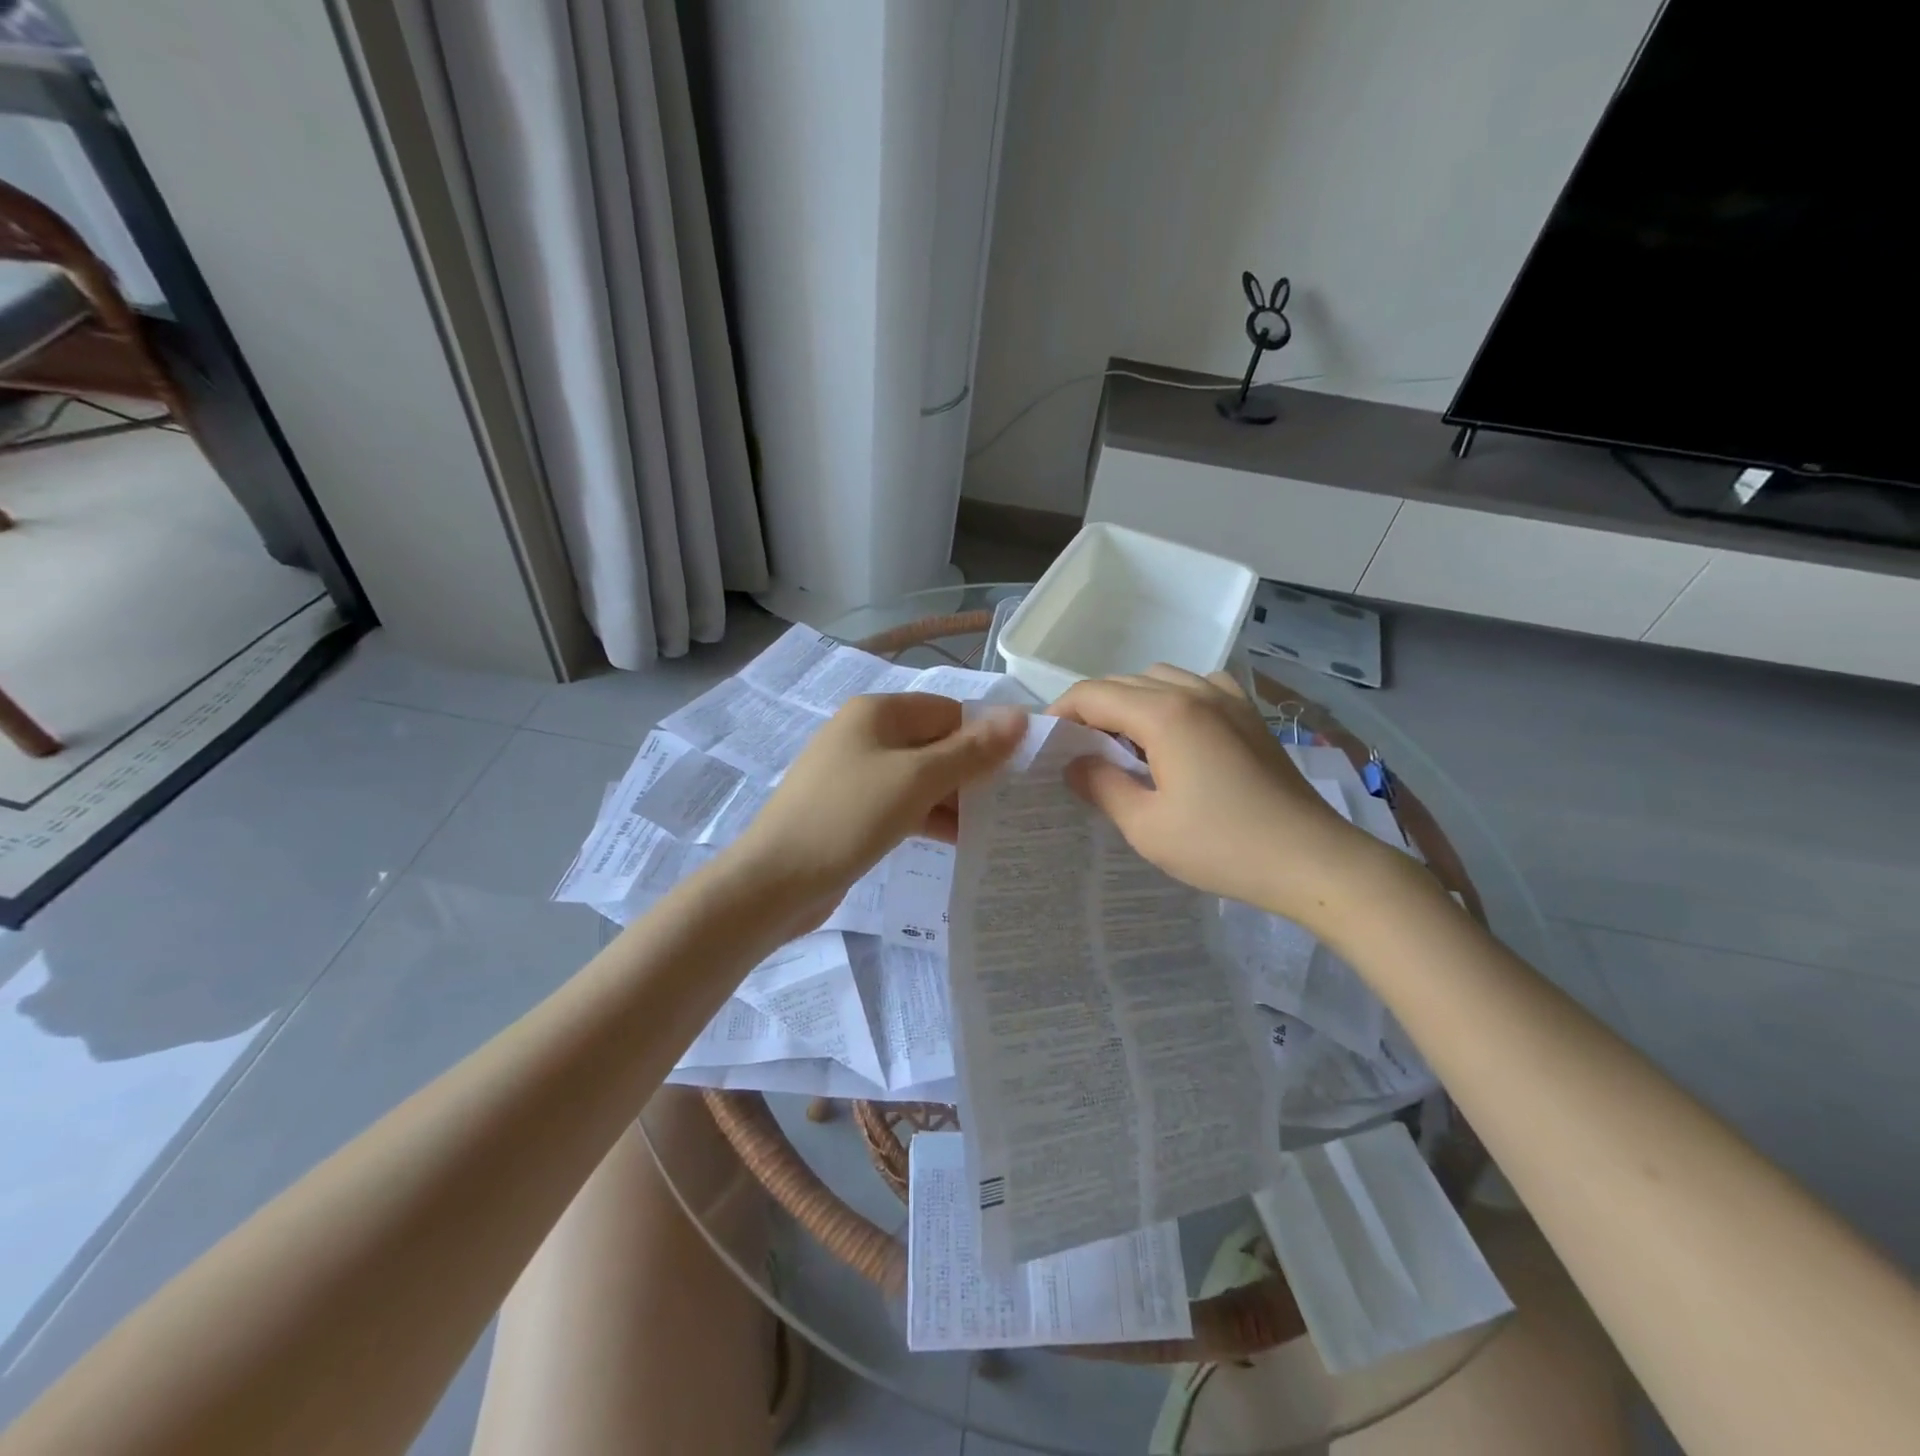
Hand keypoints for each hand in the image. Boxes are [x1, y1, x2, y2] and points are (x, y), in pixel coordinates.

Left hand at [726, 692, 1025, 918]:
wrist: (774, 881)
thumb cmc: (848, 818)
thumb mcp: (916, 780)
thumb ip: (971, 750)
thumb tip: (1020, 717)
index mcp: (878, 712)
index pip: (949, 711)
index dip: (985, 736)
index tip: (1020, 771)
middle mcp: (866, 734)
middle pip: (935, 742)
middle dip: (973, 770)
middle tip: (1015, 802)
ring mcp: (857, 774)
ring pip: (921, 776)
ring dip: (955, 798)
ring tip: (997, 825)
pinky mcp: (853, 809)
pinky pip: (902, 803)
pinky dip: (929, 816)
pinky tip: (960, 840)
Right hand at [1050, 666, 1389, 929]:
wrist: (1311, 859)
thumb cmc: (1222, 846)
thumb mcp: (1146, 826)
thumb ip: (1102, 786)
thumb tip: (1075, 764)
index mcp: (1164, 714)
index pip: (1093, 694)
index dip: (1061, 712)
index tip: (1046, 742)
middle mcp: (1194, 692)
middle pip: (1125, 681)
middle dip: (1092, 707)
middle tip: (1078, 748)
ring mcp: (1228, 699)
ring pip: (1161, 678)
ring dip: (1132, 700)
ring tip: (1123, 742)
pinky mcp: (1250, 715)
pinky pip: (1198, 686)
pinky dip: (1173, 698)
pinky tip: (1175, 733)